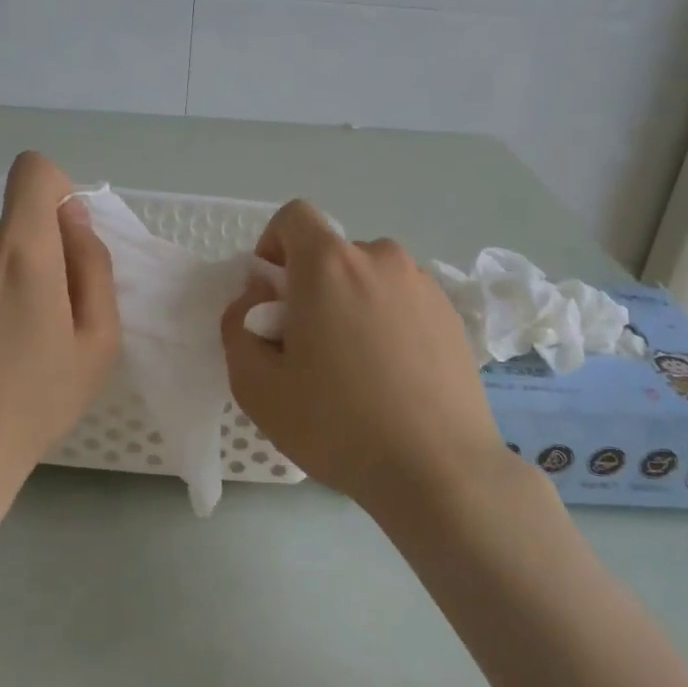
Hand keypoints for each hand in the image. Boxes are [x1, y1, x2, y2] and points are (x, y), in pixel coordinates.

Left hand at [0, 151, 119, 506]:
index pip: (34, 170)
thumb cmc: (33, 402)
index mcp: (20, 249)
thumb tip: (71, 215)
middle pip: (0, 228)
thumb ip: (92, 263)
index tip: (55, 236)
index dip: (51, 191)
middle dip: (16, 261)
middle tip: (17, 326)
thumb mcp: (97, 341)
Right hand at [219, 200, 508, 516]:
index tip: (273, 296)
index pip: (294, 216)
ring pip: (369, 277)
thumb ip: (236, 328)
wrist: (440, 470)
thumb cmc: (339, 425)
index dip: (273, 246)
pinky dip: (387, 320)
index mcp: (330, 264)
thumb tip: (256, 299)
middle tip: (311, 348)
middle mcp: (380, 258)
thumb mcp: (257, 387)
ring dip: (352, 303)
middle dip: (311, 286)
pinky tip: (393, 376)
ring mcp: (422, 283)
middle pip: (331, 252)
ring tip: (357, 367)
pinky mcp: (450, 312)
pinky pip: (403, 299)